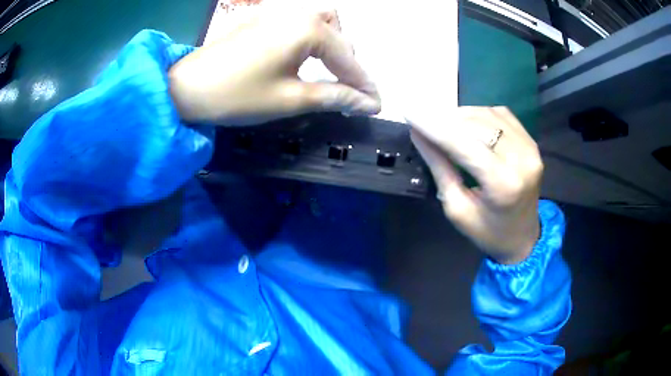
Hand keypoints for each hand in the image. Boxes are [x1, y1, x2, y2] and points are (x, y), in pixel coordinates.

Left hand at [169, 8, 379, 125]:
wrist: (186, 88)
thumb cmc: (237, 95)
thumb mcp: (290, 99)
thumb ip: (334, 96)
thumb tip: (369, 103)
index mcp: (308, 29)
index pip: (349, 58)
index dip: (364, 85)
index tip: (376, 105)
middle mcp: (297, 12)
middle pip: (340, 34)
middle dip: (349, 63)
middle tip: (349, 91)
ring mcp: (277, 12)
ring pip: (321, 22)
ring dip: (332, 44)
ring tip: (329, 71)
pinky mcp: (262, 18)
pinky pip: (299, 23)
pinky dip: (311, 39)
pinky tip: (304, 57)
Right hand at [409, 107, 542, 264]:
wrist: (522, 237)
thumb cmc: (487, 231)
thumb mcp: (457, 208)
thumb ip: (440, 167)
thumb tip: (418, 134)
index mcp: (503, 185)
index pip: (465, 145)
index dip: (435, 127)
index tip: (409, 113)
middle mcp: (522, 160)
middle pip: (477, 126)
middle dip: (445, 120)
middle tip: (422, 120)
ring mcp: (530, 148)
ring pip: (487, 116)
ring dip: (460, 115)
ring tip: (442, 123)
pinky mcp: (531, 141)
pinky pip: (500, 115)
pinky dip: (478, 115)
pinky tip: (466, 124)